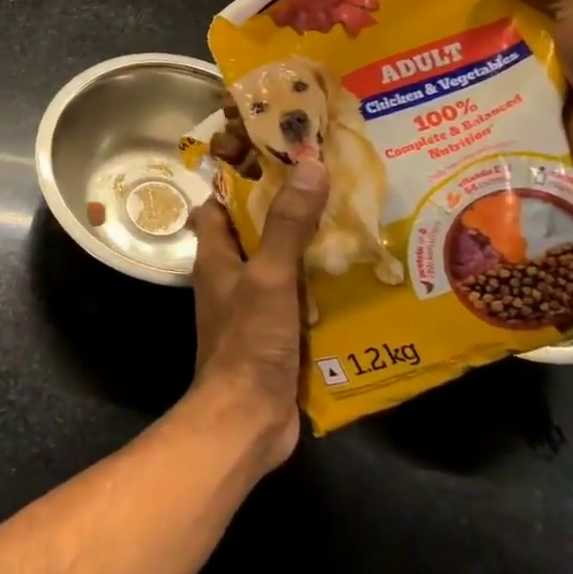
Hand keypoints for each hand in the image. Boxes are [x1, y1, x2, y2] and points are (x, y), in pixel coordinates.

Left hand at [187, 160, 329, 471]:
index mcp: (216, 253)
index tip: (282, 153)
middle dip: (289, 206)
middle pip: (257, 228)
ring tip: (353, 217)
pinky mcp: (277, 330)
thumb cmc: (248, 341)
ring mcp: (254, 303)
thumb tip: (309, 166)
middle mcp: (231, 273)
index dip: (244, 175)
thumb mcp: (270, 276)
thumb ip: (288, 225)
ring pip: (282, 261)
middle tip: (332, 181)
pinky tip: (356, 272)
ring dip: (310, 244)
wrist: (247, 420)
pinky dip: (321, 282)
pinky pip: (299, 294)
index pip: (221, 200)